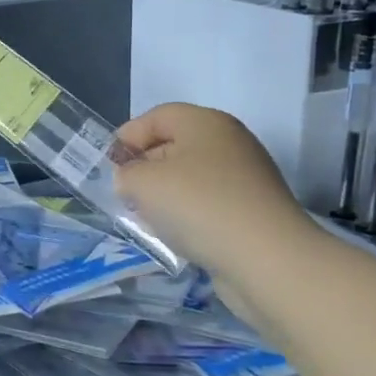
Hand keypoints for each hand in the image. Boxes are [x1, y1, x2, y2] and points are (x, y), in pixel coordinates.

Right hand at [112, 104, 318, 283]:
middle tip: (124, 194)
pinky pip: (207, 203)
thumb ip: (126, 173)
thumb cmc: (198, 206)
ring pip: (190, 177)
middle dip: (144, 168)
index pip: (156, 116)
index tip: (109, 168)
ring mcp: (245, 177)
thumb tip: (132, 180)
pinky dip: (187, 215)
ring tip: (147, 219)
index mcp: (205, 122)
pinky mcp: (252, 210)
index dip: (127, 138)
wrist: (266, 259)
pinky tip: (176, 236)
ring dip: (163, 195)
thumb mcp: (142, 182)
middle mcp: (229, 142)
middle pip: (173, 145)